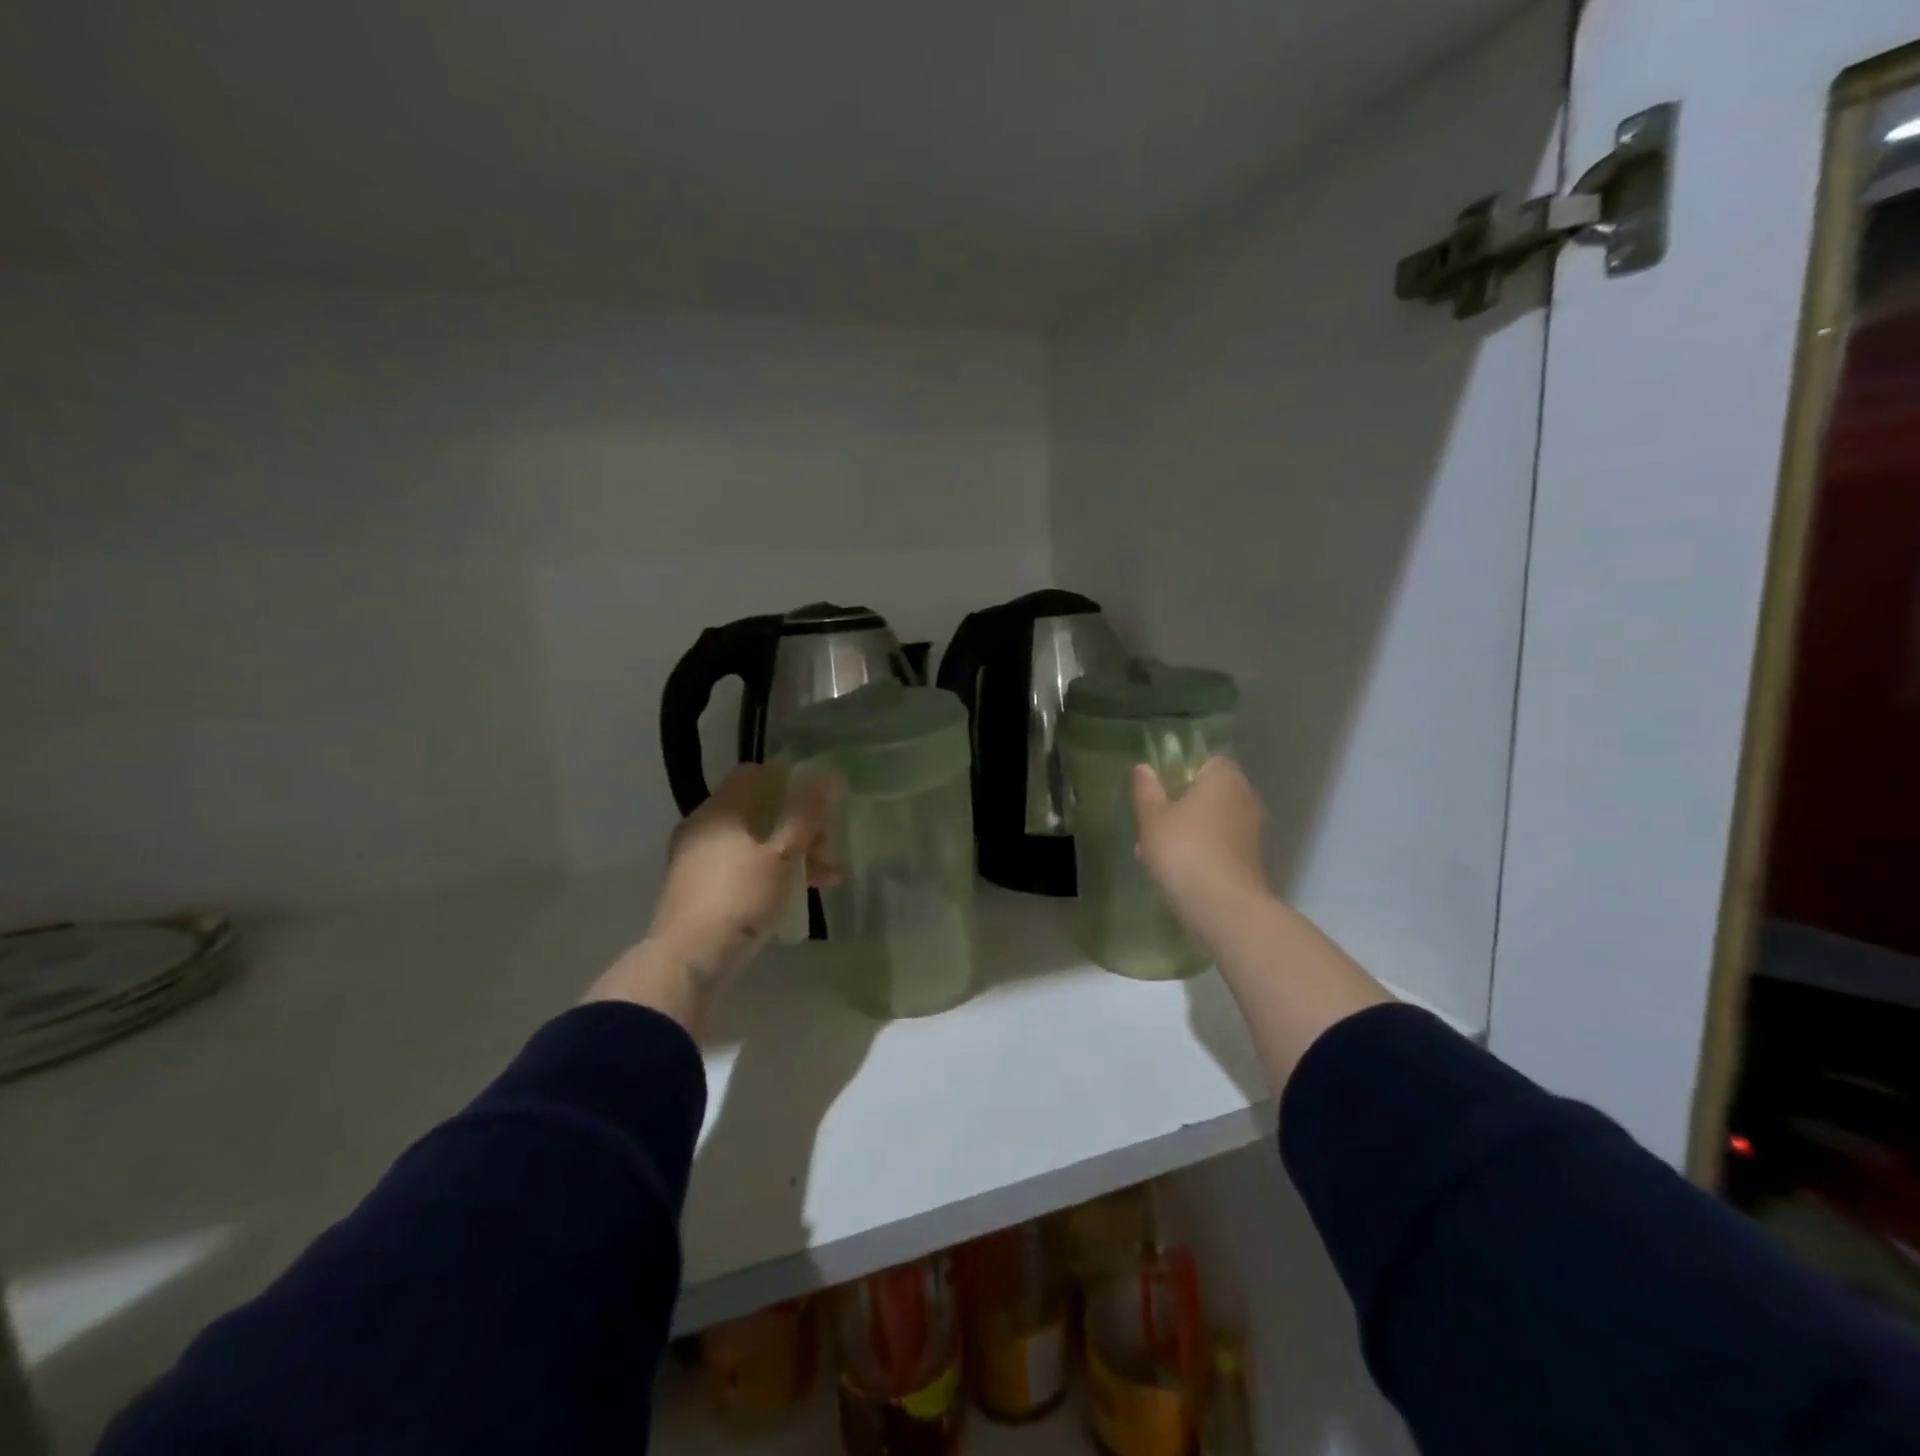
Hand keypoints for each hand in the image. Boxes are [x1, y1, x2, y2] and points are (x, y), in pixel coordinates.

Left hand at [649, 762, 839, 972]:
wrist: (689, 960)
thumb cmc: (741, 898)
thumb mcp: (783, 855)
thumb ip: (805, 814)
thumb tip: (826, 774)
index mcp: (721, 809)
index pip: (756, 774)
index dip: (791, 783)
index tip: (819, 806)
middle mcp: (703, 826)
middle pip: (758, 811)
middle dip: (799, 827)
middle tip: (828, 852)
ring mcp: (696, 859)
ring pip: (752, 842)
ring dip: (790, 854)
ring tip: (825, 880)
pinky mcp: (696, 889)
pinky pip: (738, 866)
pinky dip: (768, 872)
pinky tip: (795, 894)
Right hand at [1130, 756, 1272, 945]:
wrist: (1224, 906)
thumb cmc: (1184, 849)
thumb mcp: (1152, 817)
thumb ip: (1146, 789)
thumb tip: (1143, 768)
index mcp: (1224, 778)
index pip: (1205, 761)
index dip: (1179, 772)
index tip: (1157, 791)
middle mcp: (1244, 798)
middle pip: (1206, 794)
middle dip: (1177, 807)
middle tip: (1149, 825)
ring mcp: (1251, 831)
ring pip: (1209, 822)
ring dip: (1184, 832)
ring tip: (1151, 854)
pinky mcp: (1250, 860)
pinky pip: (1218, 846)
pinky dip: (1198, 852)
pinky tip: (1172, 872)